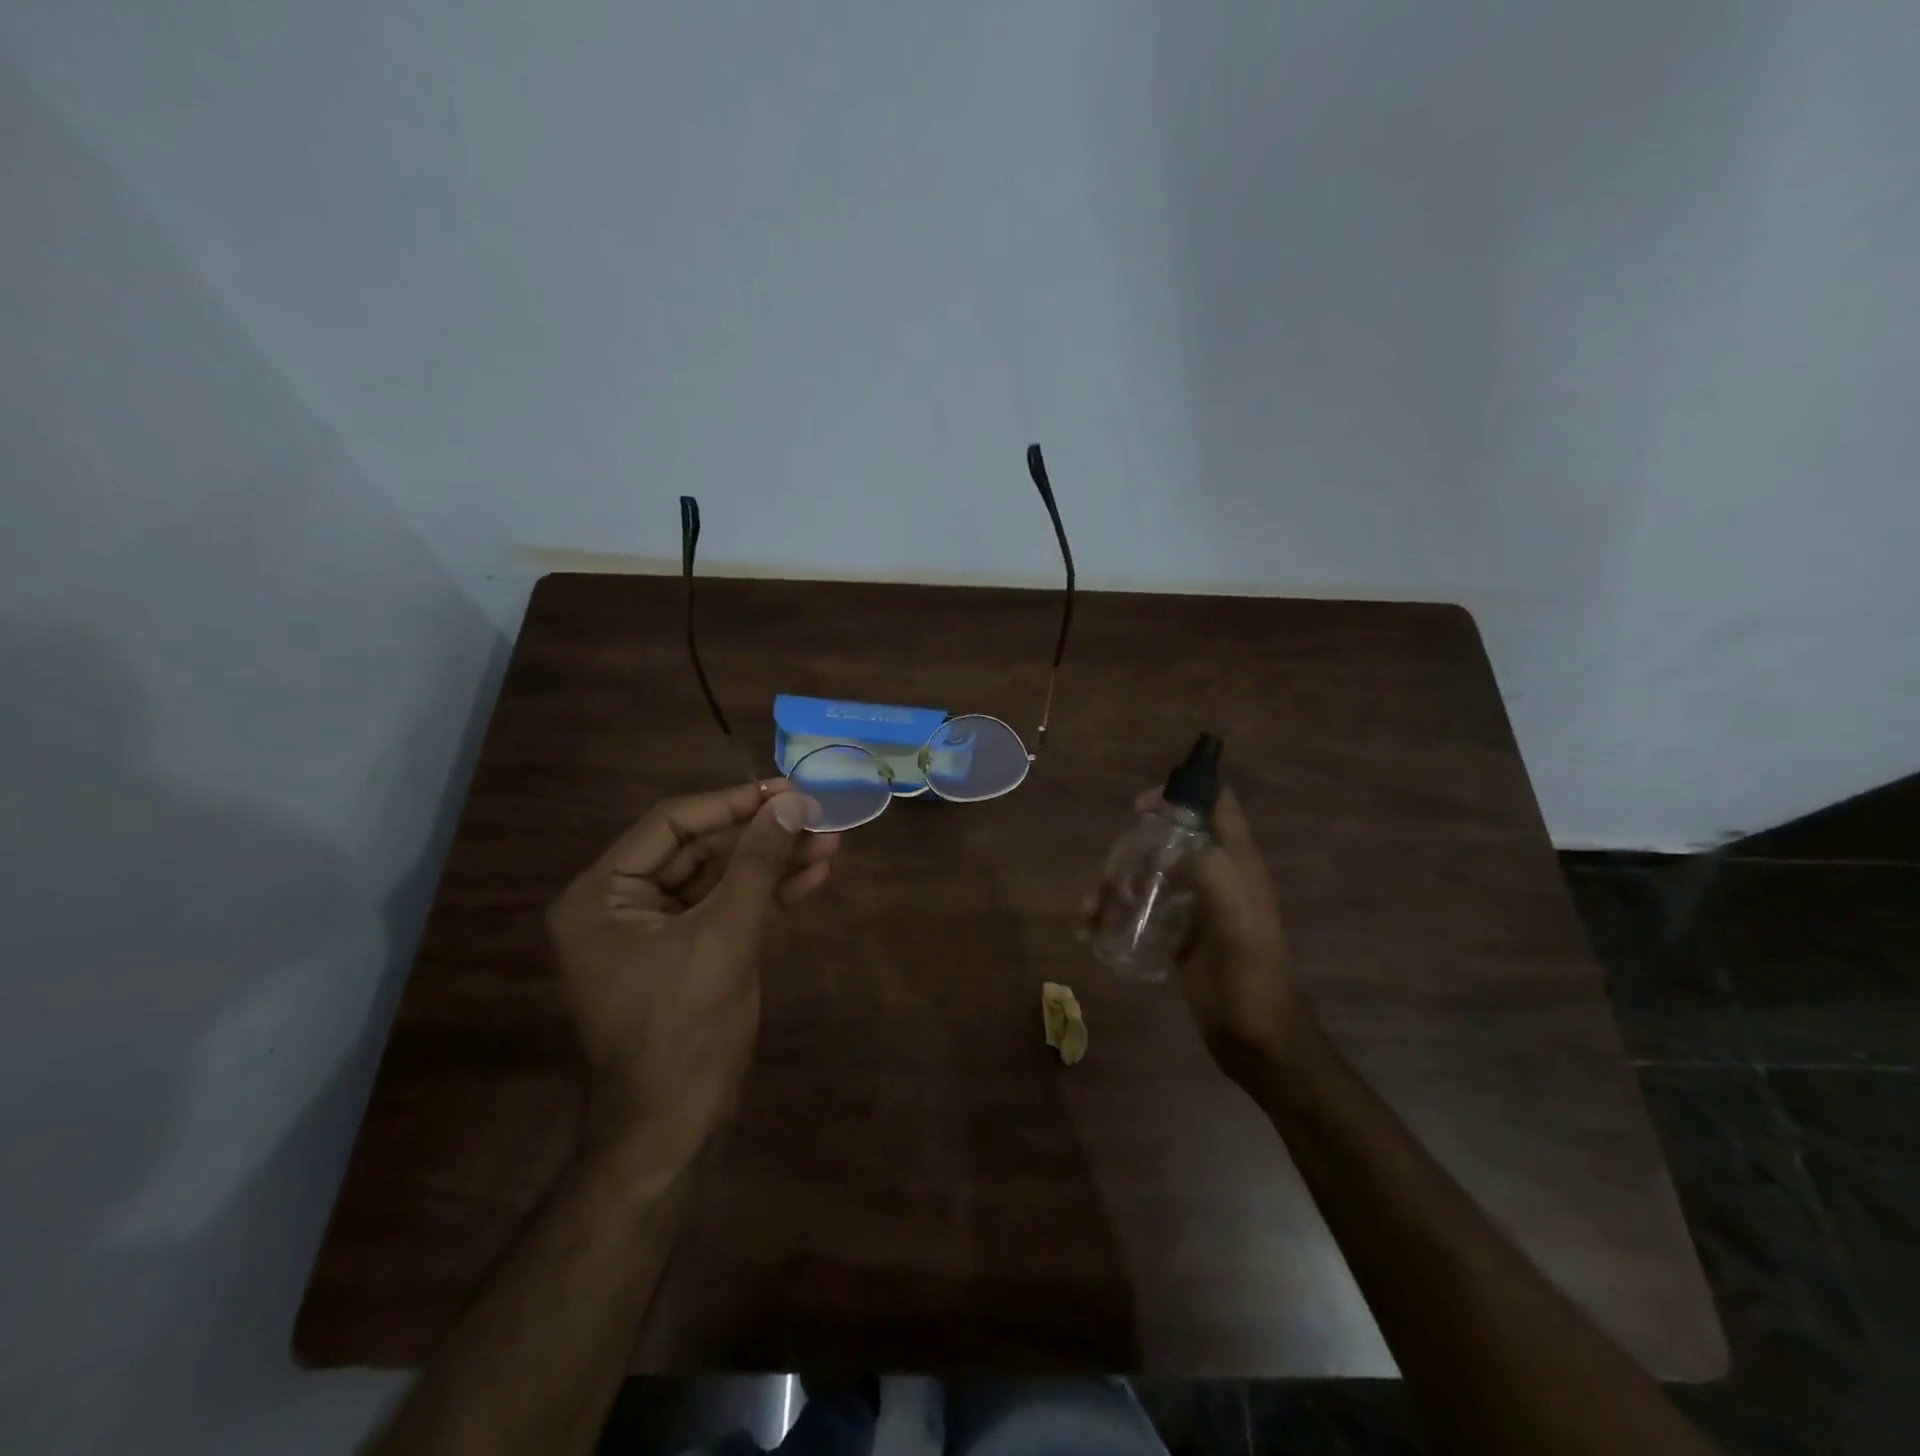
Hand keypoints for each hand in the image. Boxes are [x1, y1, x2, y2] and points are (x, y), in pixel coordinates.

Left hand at [546, 780, 839, 1168]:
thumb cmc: (684, 1029)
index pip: (671, 824)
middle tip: (819, 816)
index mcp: (602, 895)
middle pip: (700, 849)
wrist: (673, 1129)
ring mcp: (656, 931)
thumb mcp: (724, 936)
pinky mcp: (688, 953)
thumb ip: (757, 864)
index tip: (787, 790)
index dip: (732, 803)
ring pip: (721, 878)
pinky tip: (815, 877)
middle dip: (763, 836)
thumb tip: (792, 804)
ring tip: (832, 843)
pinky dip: (769, 895)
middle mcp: (621, 905)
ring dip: (774, 863)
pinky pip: (728, 909)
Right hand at [1086, 785, 1300, 1085]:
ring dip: (1115, 882)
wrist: (1254, 1035)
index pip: (1215, 803)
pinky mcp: (1178, 931)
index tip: (1140, 808)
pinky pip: (1141, 906)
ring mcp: (1195, 904)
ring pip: (1149, 872)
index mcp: (1236, 861)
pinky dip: (1115, 910)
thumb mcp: (1237, 917)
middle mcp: (1215, 874)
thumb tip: (1171, 844)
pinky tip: (1093, 928)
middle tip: (1109, 874)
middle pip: (1168, 837)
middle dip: (1132, 847)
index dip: (1181, 793)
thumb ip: (1212, 871)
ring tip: (1091, 908)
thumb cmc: (1249, 972)